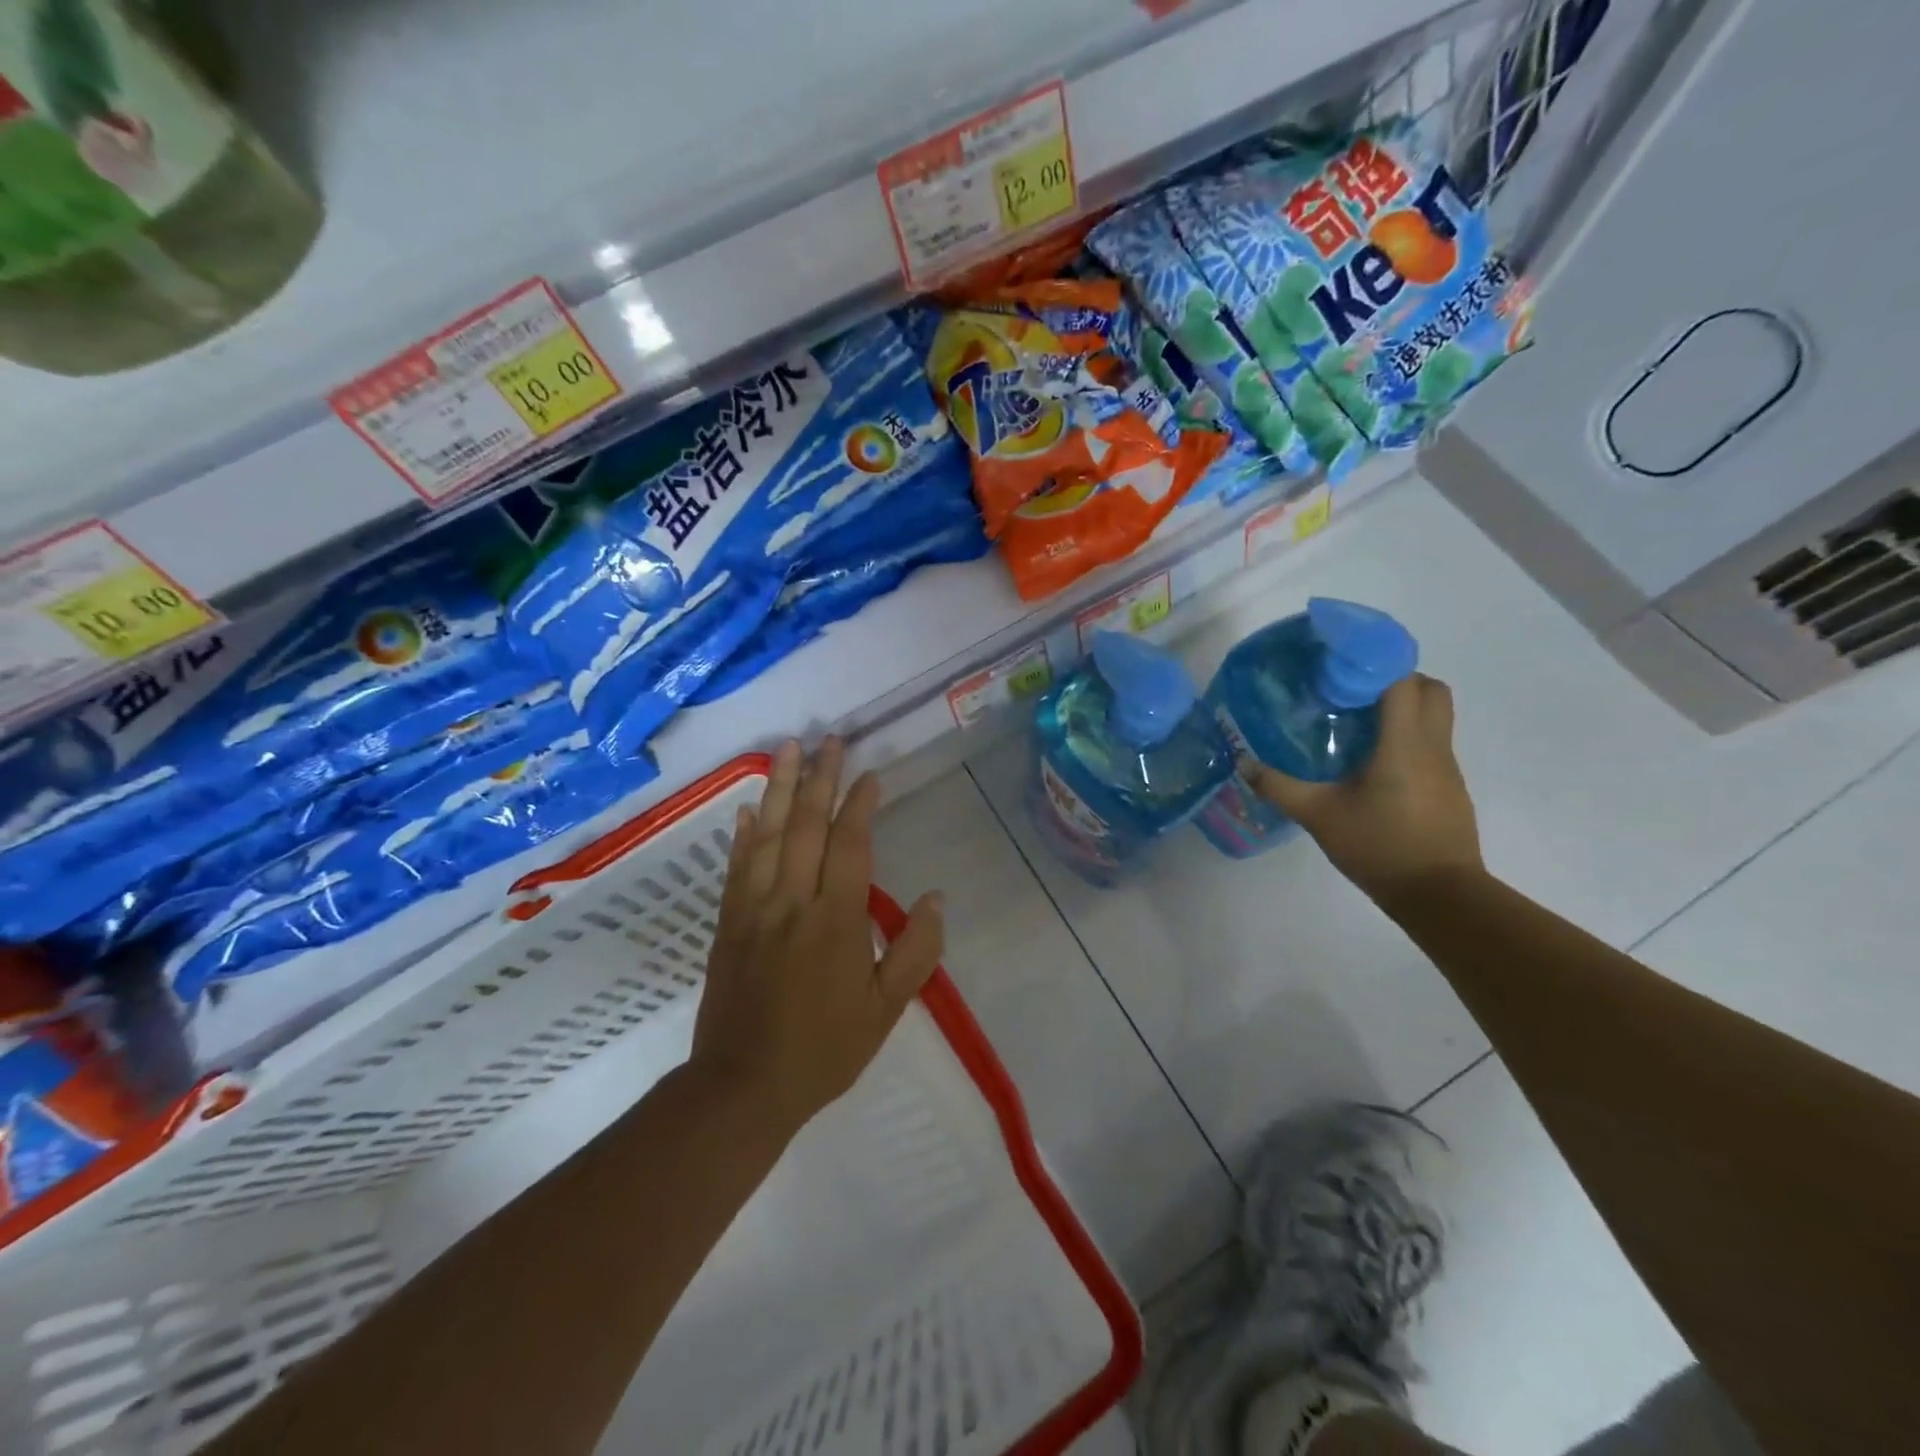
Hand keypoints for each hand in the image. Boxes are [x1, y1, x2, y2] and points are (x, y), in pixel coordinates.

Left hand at [689, 738, 944, 1134]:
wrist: (743, 1086)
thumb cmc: (823, 1049)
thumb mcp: (886, 1010)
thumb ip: (916, 952)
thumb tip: (937, 898)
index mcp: (835, 920)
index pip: (849, 845)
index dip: (859, 804)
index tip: (870, 773)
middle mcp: (792, 902)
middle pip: (806, 826)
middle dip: (821, 778)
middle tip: (829, 739)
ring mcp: (753, 908)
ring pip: (768, 835)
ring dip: (780, 788)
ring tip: (789, 748)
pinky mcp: (728, 922)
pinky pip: (737, 866)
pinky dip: (743, 832)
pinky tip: (749, 807)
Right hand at [1243, 673, 1483, 902]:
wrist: (1439, 895)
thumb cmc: (1379, 846)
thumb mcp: (1318, 816)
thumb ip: (1279, 787)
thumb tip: (1243, 762)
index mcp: (1404, 743)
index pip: (1403, 680)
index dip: (1375, 664)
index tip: (1340, 665)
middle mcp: (1433, 746)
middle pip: (1431, 689)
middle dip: (1396, 679)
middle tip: (1353, 692)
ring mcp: (1447, 767)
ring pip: (1435, 716)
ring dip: (1402, 709)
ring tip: (1356, 724)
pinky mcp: (1449, 788)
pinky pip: (1432, 744)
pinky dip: (1407, 737)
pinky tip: (1373, 763)